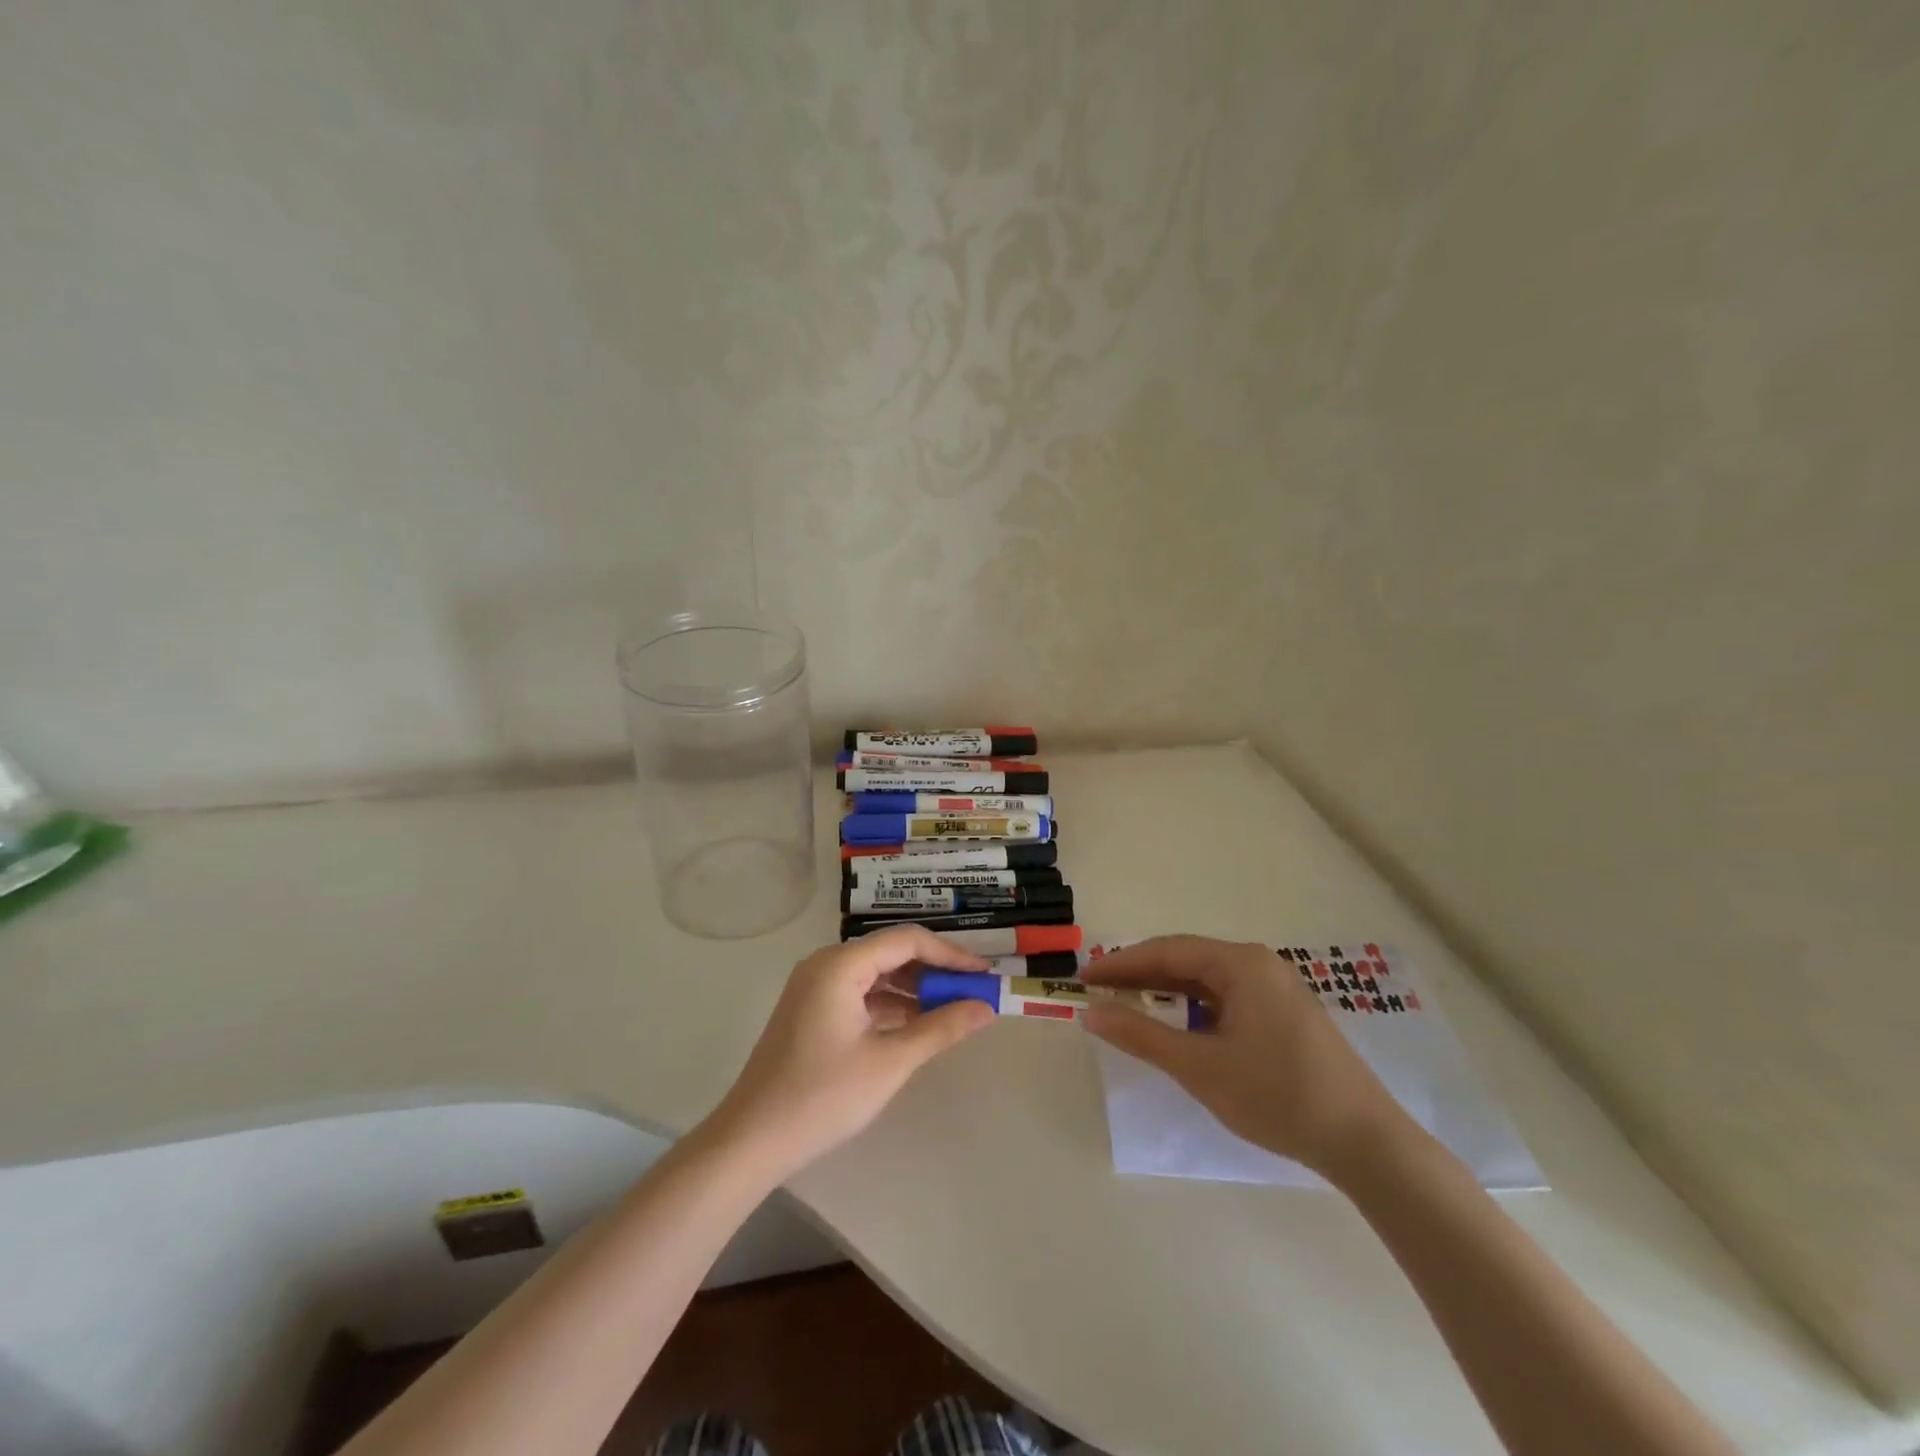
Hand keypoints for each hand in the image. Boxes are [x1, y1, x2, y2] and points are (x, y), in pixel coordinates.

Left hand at [707, 927, 995, 1181]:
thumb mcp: (890, 1062)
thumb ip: (941, 1028)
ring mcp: (815, 988)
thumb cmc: (823, 1096)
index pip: (907, 941)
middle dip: (934, 971)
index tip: (983, 974)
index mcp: (840, 964)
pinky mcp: (811, 1011)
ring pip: (876, 975)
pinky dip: (890, 1006)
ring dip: (913, 990)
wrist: (751, 1141)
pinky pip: (860, 995)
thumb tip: (986, 1008)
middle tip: (973, 992)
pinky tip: (916, 1026)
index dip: (950, 954)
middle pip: (890, 953)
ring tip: (952, 1010)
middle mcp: (825, 965)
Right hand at [1083, 935, 1409, 1175]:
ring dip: (1167, 990)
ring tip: (1129, 1005)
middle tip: (1101, 991)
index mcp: (1241, 964)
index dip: (1122, 964)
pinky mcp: (1286, 1014)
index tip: (1085, 979)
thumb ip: (1141, 1035)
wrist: (1365, 1142)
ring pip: (1207, 979)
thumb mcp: (1200, 1067)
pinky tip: (1178, 1023)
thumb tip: (1092, 1012)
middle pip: (1187, 959)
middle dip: (1141, 974)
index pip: (1167, 951)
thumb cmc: (1277, 1096)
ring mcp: (1277, 988)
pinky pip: (1227, 997)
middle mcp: (1259, 964)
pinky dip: (1194, 1006)